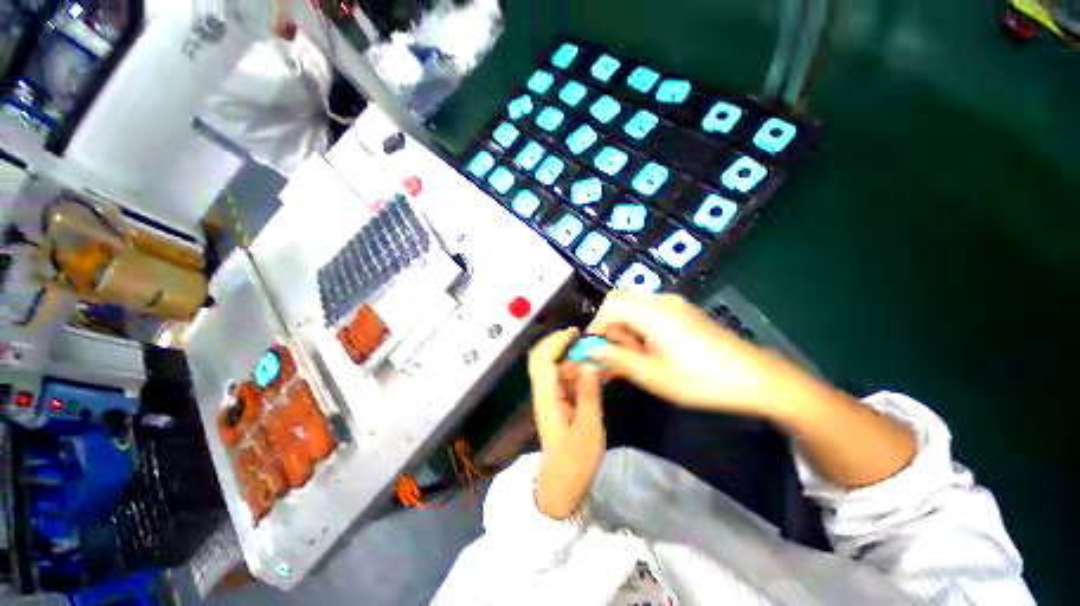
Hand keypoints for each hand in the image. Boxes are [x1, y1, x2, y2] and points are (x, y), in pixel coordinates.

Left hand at [528, 329, 605, 518]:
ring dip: (567, 353)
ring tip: (589, 350)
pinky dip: (572, 367)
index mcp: (547, 398)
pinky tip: (589, 369)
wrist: (561, 484)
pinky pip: (560, 376)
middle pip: (541, 357)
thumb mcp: (588, 429)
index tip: (576, 332)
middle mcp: (543, 392)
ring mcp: (547, 396)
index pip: (544, 360)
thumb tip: (590, 364)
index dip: (558, 342)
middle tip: (581, 337)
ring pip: (551, 365)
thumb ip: (589, 394)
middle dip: (558, 342)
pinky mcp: (555, 401)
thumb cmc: (575, 461)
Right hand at [587, 292, 801, 416]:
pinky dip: (639, 326)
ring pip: (634, 306)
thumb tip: (592, 351)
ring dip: (624, 327)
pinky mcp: (683, 311)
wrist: (756, 378)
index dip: (596, 327)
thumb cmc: (701, 380)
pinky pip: (649, 311)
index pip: (609, 306)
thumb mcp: (653, 375)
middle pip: (619, 301)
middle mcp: (660, 300)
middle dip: (609, 326)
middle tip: (614, 353)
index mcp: (651, 312)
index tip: (593, 350)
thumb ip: (618, 359)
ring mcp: (674, 304)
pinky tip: (649, 349)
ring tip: (632, 355)